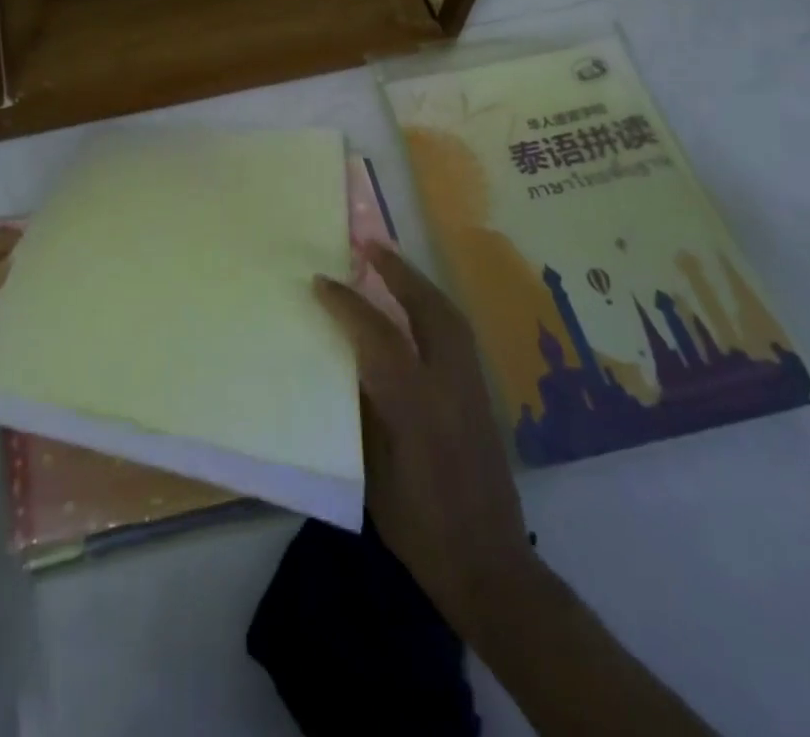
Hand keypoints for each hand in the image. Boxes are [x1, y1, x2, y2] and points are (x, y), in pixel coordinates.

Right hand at [313, 243, 531, 638]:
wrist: (489, 566)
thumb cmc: (419, 527)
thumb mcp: (374, 472)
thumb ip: (363, 410)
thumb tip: (345, 361)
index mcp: (417, 407)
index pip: (379, 336)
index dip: (347, 304)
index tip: (320, 281)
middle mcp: (451, 386)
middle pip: (428, 308)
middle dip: (398, 271)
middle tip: (368, 245)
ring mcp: (474, 388)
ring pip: (449, 315)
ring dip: (418, 283)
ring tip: (390, 263)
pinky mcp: (484, 395)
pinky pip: (457, 333)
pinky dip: (433, 306)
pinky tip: (415, 306)